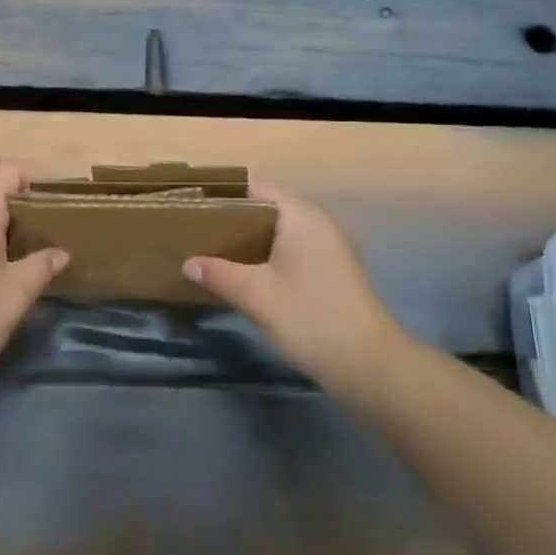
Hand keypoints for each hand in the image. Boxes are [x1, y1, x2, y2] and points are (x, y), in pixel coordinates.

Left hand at [0, 160, 67, 387]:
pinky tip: (5, 280)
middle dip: (29, 210)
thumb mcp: (14, 294)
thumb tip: (60, 253)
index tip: (59, 202)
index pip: (6, 170)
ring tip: (37, 259)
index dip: (35, 175)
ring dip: (12, 234)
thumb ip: (41, 267)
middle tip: (57, 234)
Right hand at [183, 183, 404, 388]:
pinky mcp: (333, 272)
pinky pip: (293, 251)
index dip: (226, 196)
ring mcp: (330, 248)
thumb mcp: (256, 295)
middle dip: (234, 221)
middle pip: (269, 210)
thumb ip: (219, 274)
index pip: (258, 190)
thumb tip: (188, 263)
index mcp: (301, 216)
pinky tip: (246, 277)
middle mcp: (318, 223)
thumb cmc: (308, 316)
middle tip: (199, 234)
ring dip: (251, 243)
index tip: (196, 209)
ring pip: (281, 233)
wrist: (367, 364)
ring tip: (215, 254)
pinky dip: (269, 258)